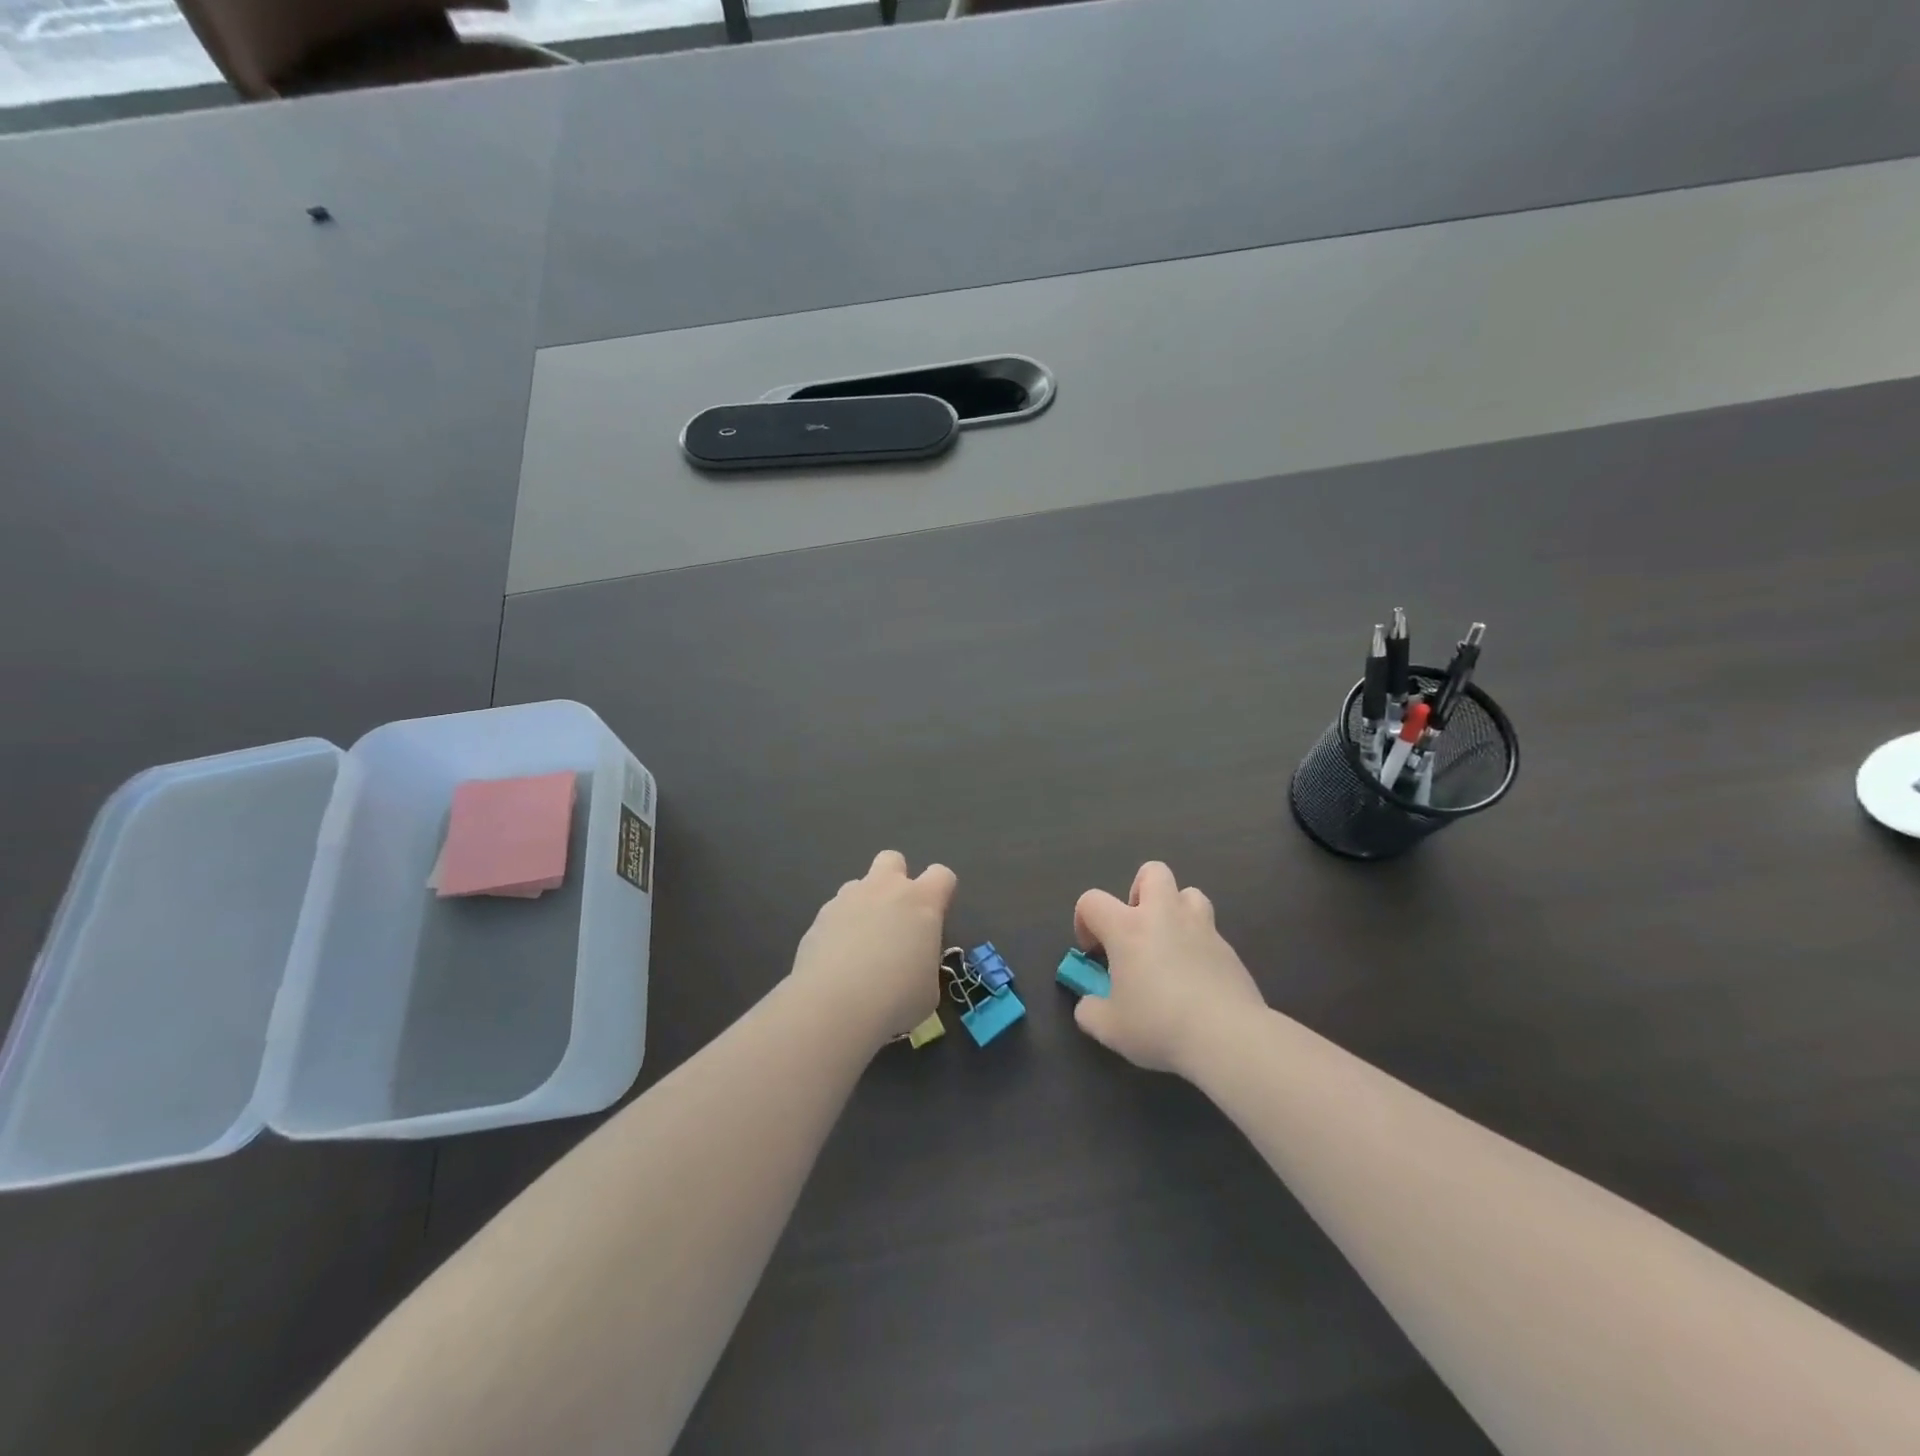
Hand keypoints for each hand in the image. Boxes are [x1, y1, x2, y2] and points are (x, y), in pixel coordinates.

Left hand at [790, 850, 956, 1048]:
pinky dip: (839, 929)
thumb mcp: (928, 988)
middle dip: (896, 880)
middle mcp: (884, 889)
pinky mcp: (819, 917)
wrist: (835, 1005)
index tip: (935, 919)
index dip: (941, 893)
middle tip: (895, 917)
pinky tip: (837, 960)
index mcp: (922, 902)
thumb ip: (923, 962)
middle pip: (893, 859)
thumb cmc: (896, 998)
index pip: (942, 875)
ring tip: (861, 945)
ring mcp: (847, 899)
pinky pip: (835, 912)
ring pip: (859, 885)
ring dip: (864, 905)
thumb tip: (911, 964)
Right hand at [1071, 861, 1265, 1076]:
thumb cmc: (1159, 1026)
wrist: (1228, 1038)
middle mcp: (1164, 915)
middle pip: (1153, 872)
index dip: (1084, 921)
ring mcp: (1202, 928)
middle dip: (1139, 891)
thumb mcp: (1108, 1028)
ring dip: (1175, 911)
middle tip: (1136, 929)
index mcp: (1127, 928)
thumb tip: (1090, 1004)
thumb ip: (1089, 1010)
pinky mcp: (1229, 949)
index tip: (1094, 952)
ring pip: (1189, 894)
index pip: (1092, 901)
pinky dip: (1198, 945)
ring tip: (1170, 946)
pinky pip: (1209, 931)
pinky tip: (1196, 978)